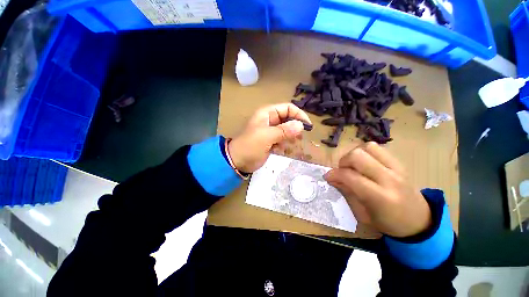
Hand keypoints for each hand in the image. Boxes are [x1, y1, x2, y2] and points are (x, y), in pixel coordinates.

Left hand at [228, 103, 311, 172]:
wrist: (238, 161)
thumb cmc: (250, 146)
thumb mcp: (266, 137)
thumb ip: (284, 131)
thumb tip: (301, 125)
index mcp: (267, 114)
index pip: (287, 108)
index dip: (298, 115)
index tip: (307, 126)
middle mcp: (270, 120)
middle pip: (288, 119)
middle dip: (295, 127)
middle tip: (300, 138)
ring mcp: (271, 131)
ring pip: (287, 130)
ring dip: (291, 137)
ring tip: (292, 144)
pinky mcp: (271, 141)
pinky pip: (283, 139)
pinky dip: (285, 144)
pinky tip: (281, 150)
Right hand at [324, 142, 430, 237]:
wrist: (420, 221)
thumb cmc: (388, 223)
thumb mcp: (363, 214)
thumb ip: (347, 192)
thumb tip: (331, 177)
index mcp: (380, 197)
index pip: (350, 176)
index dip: (334, 174)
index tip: (328, 176)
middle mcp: (389, 179)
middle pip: (358, 156)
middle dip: (344, 161)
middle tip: (342, 171)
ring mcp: (397, 168)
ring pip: (368, 147)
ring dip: (355, 154)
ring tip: (354, 166)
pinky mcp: (400, 163)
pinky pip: (378, 148)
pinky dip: (366, 152)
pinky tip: (365, 163)